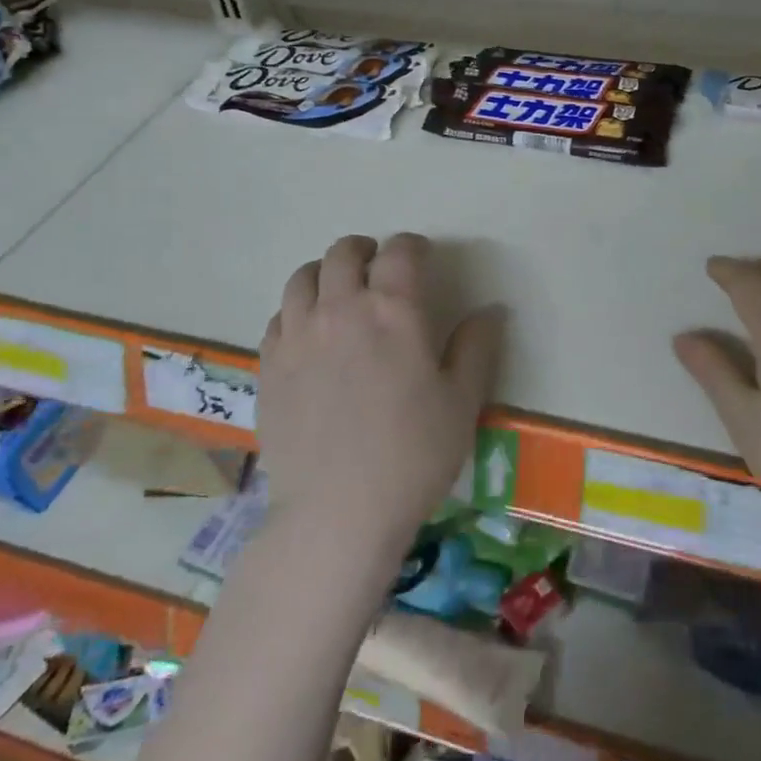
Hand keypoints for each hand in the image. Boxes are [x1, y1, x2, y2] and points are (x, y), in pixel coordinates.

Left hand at [257, 233, 503, 563]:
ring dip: (325, 273)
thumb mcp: (462, 402)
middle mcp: (340, 308)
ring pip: (303, 277)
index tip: (421, 257)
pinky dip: (297, 310)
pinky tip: (308, 333)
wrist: (337, 513)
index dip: (413, 246)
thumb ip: (477, 347)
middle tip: (378, 267)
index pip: (400, 251)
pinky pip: (279, 316)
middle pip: (344, 253)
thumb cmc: (412, 457)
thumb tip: (491, 309)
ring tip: (338, 291)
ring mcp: (297, 334)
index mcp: (393, 310)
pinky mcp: (269, 364)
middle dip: (365, 250)